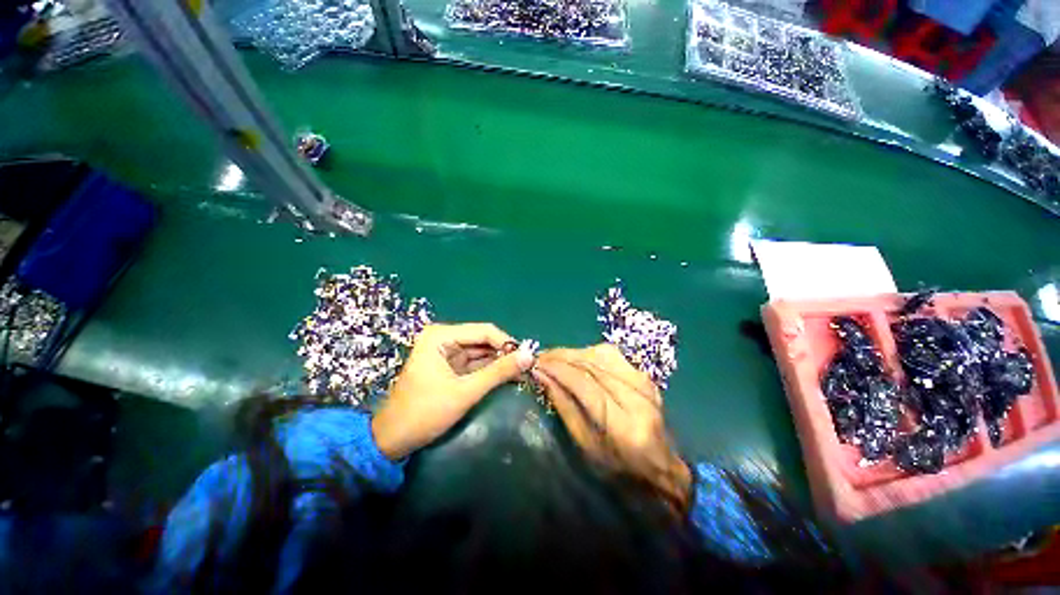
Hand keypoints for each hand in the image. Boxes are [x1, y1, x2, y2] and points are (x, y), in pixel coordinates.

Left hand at [372, 323, 534, 460]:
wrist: (392, 440)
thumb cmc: (425, 413)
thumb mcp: (465, 392)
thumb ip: (498, 372)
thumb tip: (529, 356)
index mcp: (441, 336)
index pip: (484, 331)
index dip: (507, 343)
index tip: (527, 358)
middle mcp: (444, 338)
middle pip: (483, 340)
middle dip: (504, 354)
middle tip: (527, 367)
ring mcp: (446, 352)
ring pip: (481, 352)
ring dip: (499, 362)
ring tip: (522, 373)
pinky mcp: (449, 366)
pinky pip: (475, 363)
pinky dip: (490, 370)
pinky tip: (507, 377)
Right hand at [533, 344, 691, 511]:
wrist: (661, 468)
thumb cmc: (618, 469)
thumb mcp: (585, 445)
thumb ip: (564, 406)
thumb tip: (542, 376)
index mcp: (624, 425)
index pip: (585, 384)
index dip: (558, 370)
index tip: (536, 364)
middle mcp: (637, 397)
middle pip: (593, 364)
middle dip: (562, 357)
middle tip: (540, 357)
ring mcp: (644, 382)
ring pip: (601, 354)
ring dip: (573, 352)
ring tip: (554, 357)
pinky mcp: (644, 375)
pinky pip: (611, 354)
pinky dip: (588, 352)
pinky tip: (575, 358)